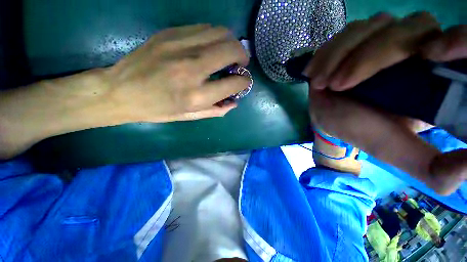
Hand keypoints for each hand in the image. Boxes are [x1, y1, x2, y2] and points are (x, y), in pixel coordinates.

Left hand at [0, 24, 249, 158]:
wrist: (120, 91)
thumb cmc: (158, 109)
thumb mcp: (190, 116)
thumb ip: (216, 110)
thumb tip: (234, 102)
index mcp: (197, 96)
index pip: (234, 83)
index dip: (244, 81)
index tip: (243, 81)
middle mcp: (192, 68)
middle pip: (231, 50)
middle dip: (243, 56)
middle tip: (241, 63)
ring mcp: (180, 47)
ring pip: (220, 33)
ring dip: (231, 43)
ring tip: (228, 53)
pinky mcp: (170, 34)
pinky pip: (203, 28)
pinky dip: (214, 36)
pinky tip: (211, 46)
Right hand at [305, 12, 466, 194]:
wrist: (330, 119)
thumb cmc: (363, 133)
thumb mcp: (401, 154)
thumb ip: (436, 170)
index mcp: (440, 78)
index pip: (464, 43)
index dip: (460, 40)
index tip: (432, 57)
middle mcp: (421, 48)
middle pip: (415, 27)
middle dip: (372, 56)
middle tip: (339, 86)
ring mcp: (387, 36)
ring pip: (377, 25)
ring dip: (343, 55)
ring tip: (322, 83)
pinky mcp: (359, 37)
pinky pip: (350, 31)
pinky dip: (330, 51)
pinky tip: (316, 72)